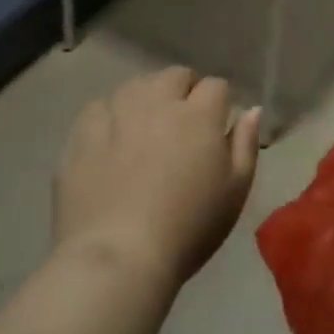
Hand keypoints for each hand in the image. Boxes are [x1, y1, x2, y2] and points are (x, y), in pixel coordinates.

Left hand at [54, 67, 260, 284]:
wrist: (119, 256)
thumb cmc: (189, 227)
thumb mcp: (235, 191)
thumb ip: (245, 144)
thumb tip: (251, 110)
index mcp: (199, 115)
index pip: (215, 86)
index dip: (219, 102)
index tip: (217, 125)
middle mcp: (157, 102)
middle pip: (175, 76)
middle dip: (184, 90)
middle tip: (184, 124)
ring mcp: (116, 114)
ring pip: (136, 85)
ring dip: (147, 98)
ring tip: (146, 128)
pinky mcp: (82, 134)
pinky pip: (98, 108)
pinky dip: (109, 116)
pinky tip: (110, 139)